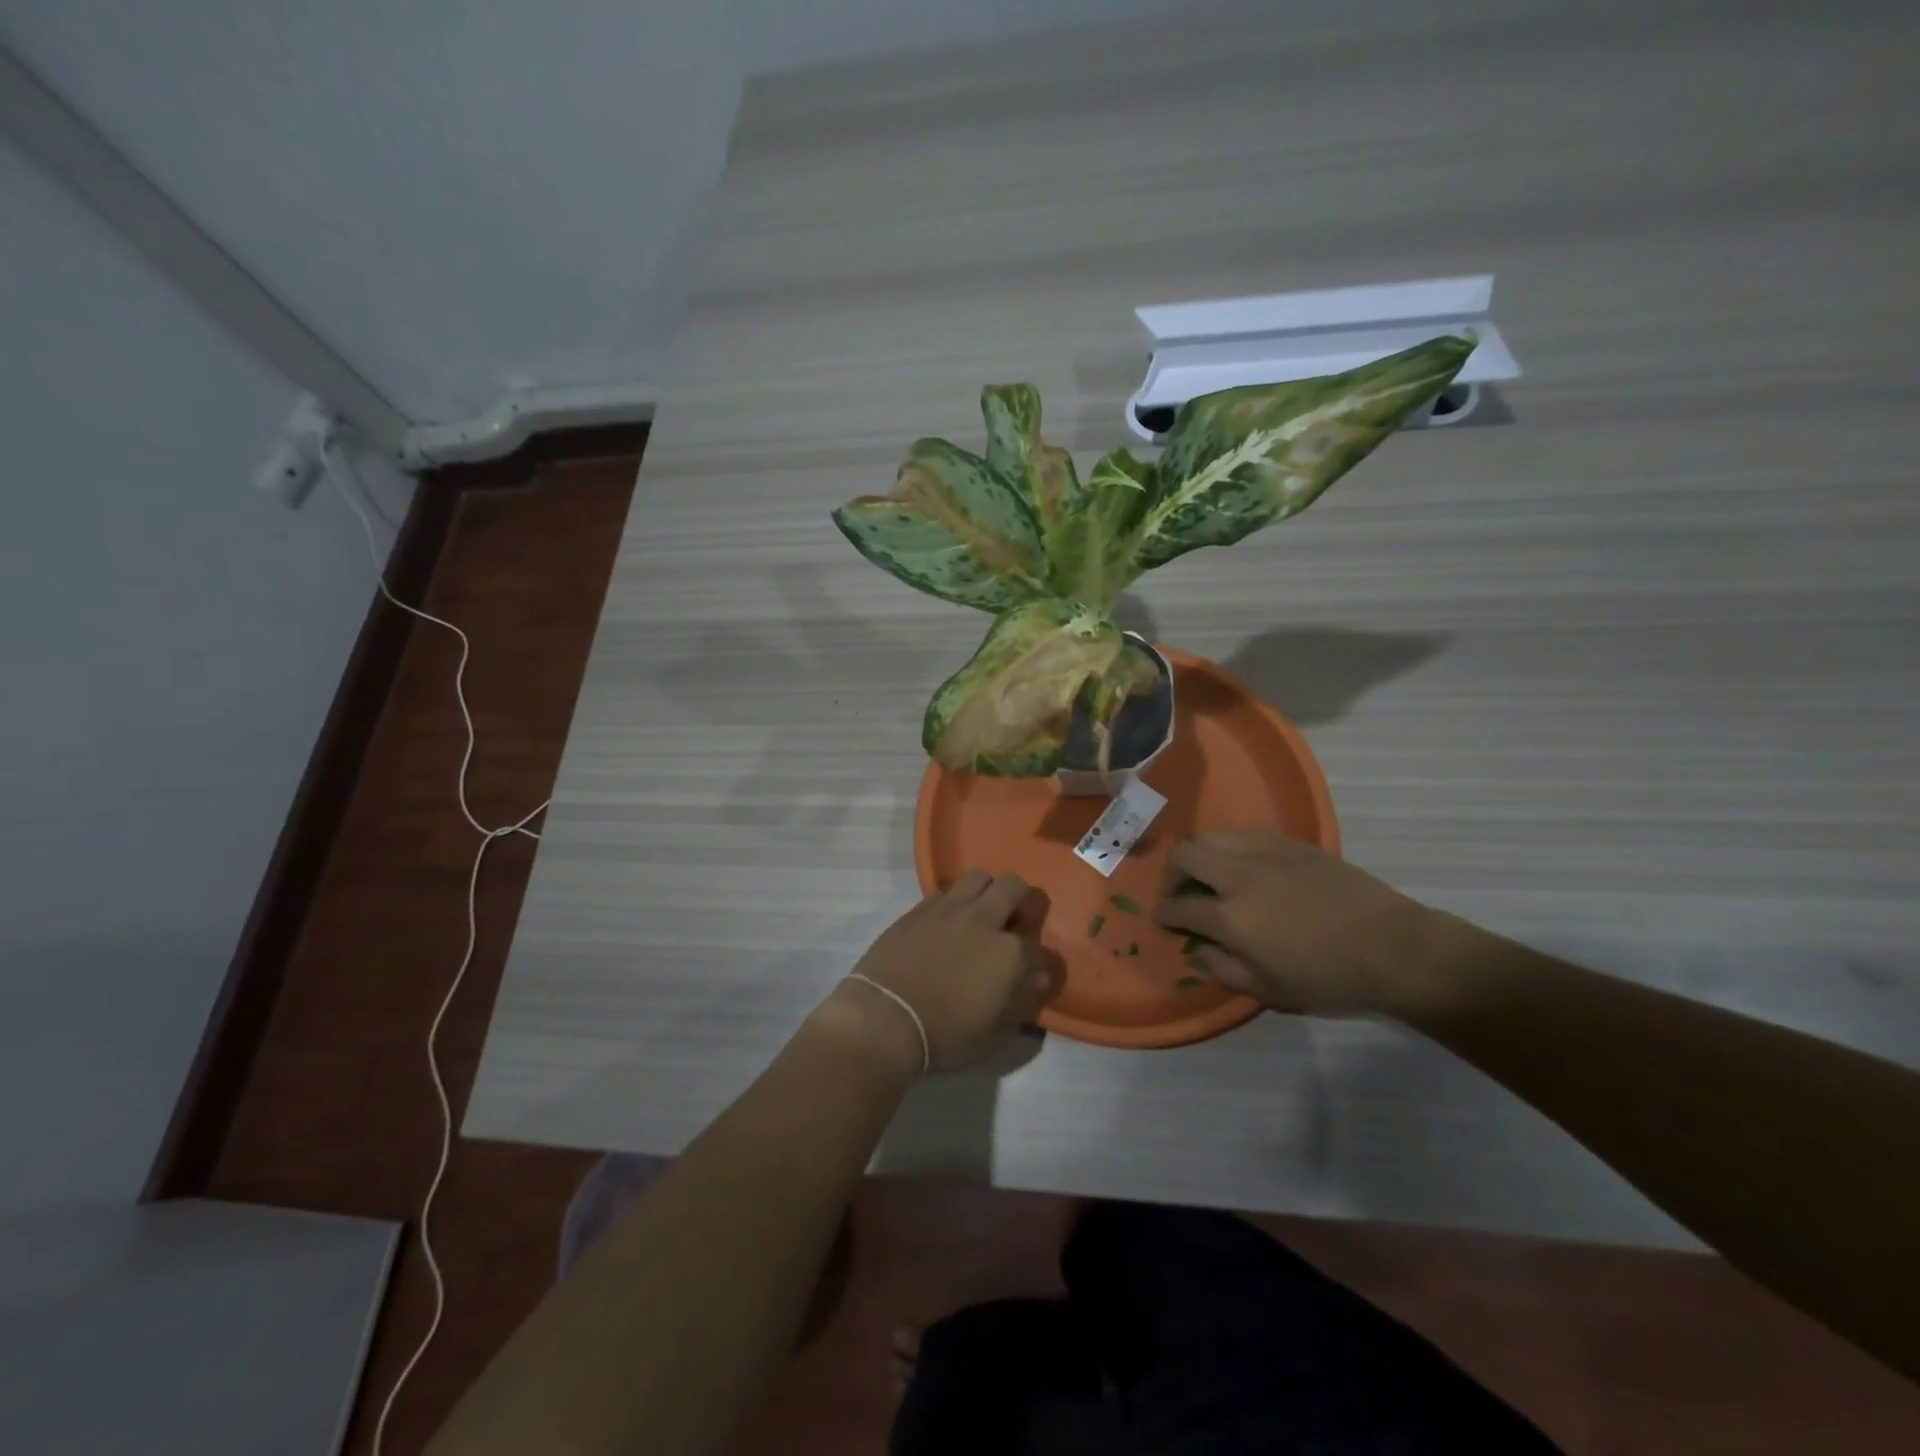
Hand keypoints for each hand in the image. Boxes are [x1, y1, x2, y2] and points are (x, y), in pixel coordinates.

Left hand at [820, 870, 1062, 1073]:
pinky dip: (956, 901)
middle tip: (1013, 924)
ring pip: (980, 877)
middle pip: (1015, 888)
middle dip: (1022, 902)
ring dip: (987, 891)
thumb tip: (1038, 978)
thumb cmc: (944, 1035)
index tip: (1035, 974)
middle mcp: (984, 920)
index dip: (1043, 964)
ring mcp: (950, 909)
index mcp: (1010, 953)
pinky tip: (949, 922)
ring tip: (981, 915)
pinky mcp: (920, 908)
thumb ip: (1023, 1002)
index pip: (1041, 949)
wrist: (884, 1018)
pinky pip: (947, 890)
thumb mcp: (994, 1036)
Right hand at [1153, 828, 1443, 1016]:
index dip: (1165, 913)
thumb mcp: (1269, 990)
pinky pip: (1244, 832)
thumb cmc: (1328, 978)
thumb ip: (1223, 969)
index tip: (1164, 919)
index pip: (1178, 906)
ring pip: (1211, 836)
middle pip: (1185, 856)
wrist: (1392, 947)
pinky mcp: (1289, 842)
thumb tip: (1199, 950)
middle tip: (1181, 892)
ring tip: (1209, 873)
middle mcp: (1237, 876)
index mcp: (1229, 917)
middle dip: (1172, 874)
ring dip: (1200, 854)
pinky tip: (1243, 863)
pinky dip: (1231, 845)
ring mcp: (1264, 853)